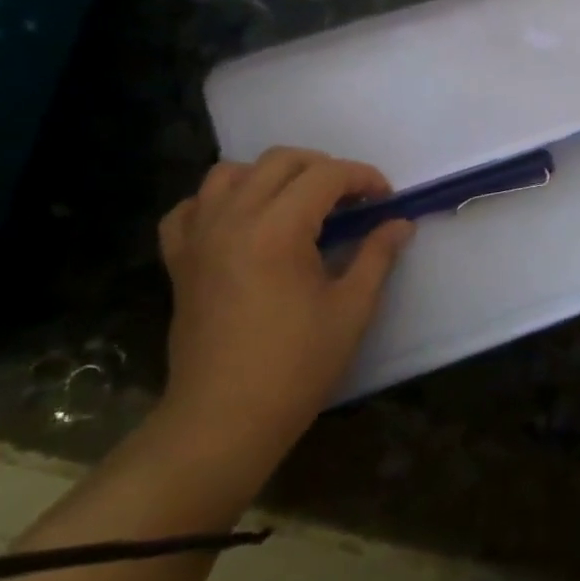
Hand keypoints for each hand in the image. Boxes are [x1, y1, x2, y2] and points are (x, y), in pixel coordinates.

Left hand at [156, 148, 412, 461]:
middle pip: (280, 161)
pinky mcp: (179, 260)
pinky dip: (217, 202)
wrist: (224, 418)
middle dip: (323, 168)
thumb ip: (377, 255)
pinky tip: (241, 222)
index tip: (386, 199)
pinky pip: (190, 209)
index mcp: (277, 230)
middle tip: (351, 200)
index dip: (363, 178)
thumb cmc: (297, 365)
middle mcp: (232, 219)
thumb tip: (400, 223)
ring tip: (298, 203)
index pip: (325, 176)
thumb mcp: (352, 308)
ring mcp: (198, 238)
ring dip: (271, 176)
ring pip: (229, 173)